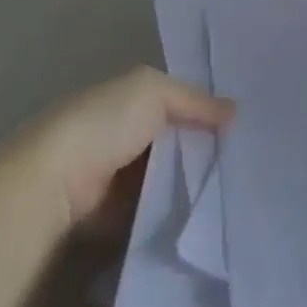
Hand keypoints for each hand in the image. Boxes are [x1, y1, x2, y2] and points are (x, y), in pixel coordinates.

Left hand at [23, 67, 234, 229]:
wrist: (55, 185)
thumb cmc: (101, 125)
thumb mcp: (151, 91)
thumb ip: (193, 98)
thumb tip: (233, 111)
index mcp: (125, 99)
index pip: (176, 100)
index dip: (207, 106)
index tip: (245, 120)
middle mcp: (123, 135)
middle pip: (178, 139)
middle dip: (208, 145)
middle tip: (252, 155)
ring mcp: (121, 177)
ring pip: (173, 174)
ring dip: (198, 179)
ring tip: (242, 184)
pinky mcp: (121, 214)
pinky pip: (161, 207)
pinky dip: (181, 208)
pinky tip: (214, 209)